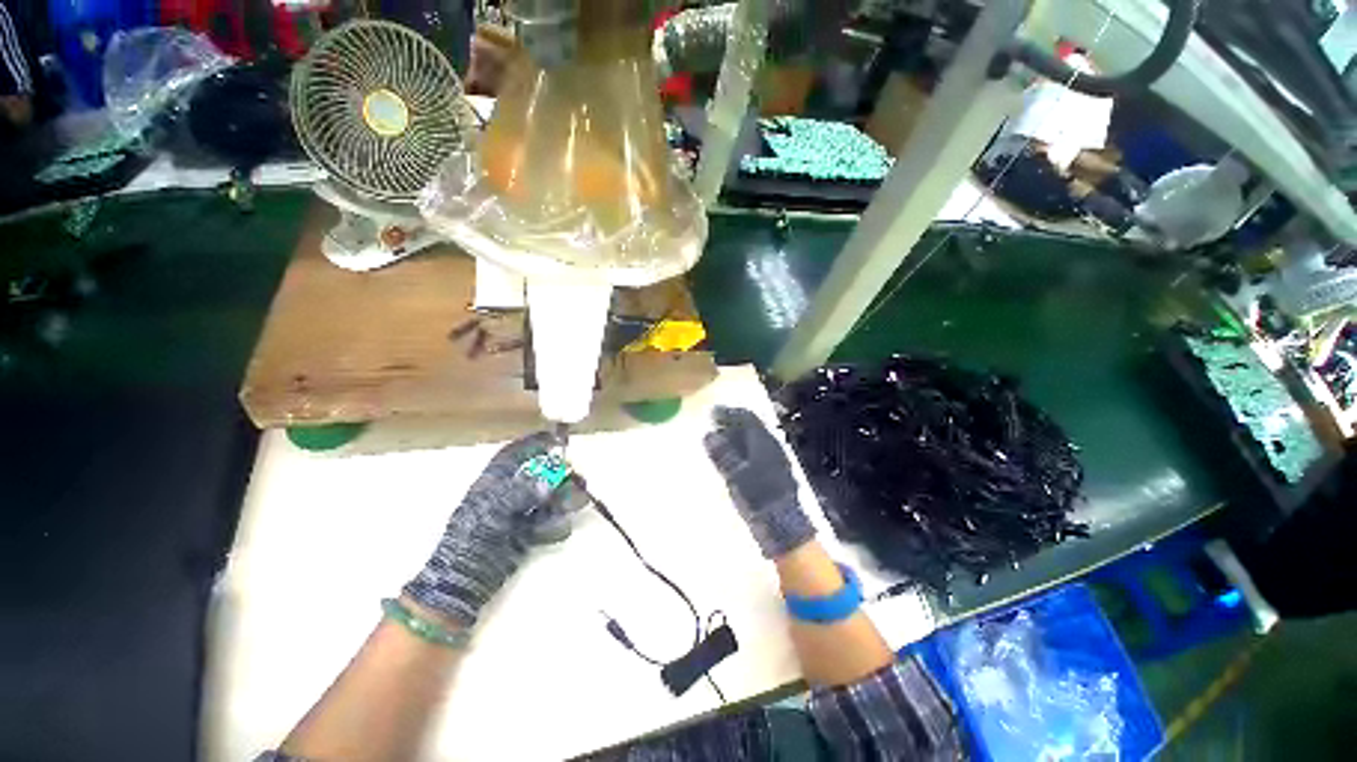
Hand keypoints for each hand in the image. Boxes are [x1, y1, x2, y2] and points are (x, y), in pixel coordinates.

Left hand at [403, 432, 573, 626]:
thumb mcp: (490, 512)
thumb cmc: (470, 541)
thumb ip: (519, 494)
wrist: (463, 583)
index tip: (558, 439)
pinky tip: (555, 532)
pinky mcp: (527, 535)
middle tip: (579, 478)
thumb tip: (547, 482)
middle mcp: (508, 496)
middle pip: (540, 476)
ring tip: (577, 503)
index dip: (534, 444)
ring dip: (565, 500)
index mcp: (493, 484)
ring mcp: (519, 516)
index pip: (514, 455)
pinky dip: (556, 526)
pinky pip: (549, 524)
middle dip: (560, 476)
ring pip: (549, 499)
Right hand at [704, 406, 814, 558]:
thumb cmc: (758, 497)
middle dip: (733, 423)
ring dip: (738, 436)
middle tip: (715, 424)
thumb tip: (709, 435)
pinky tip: (735, 458)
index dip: (729, 413)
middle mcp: (772, 446)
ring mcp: (776, 460)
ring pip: (755, 440)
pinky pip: (758, 452)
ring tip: (721, 440)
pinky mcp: (776, 474)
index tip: (712, 412)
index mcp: (764, 442)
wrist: (784, 526)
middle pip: (752, 427)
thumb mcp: (735, 476)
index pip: (746, 418)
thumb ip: (723, 454)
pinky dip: (744, 449)